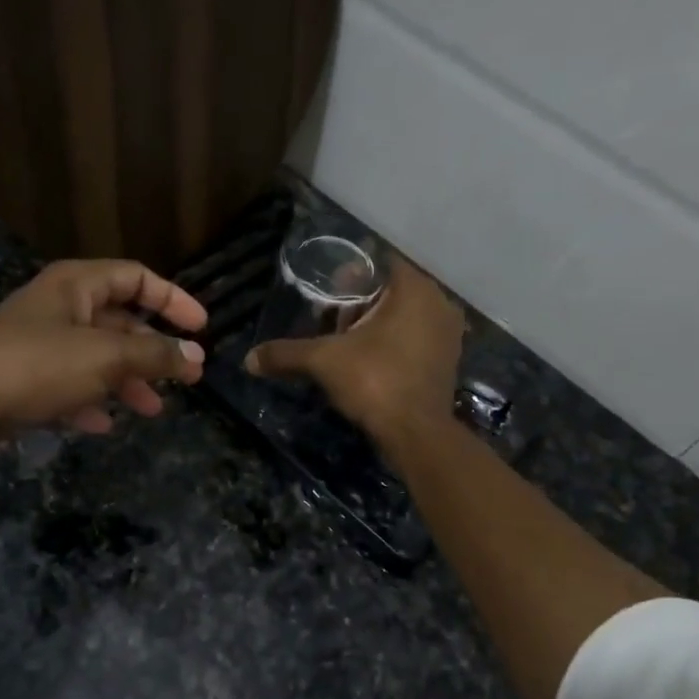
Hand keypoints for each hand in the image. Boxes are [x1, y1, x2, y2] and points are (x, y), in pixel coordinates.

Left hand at [0, 259, 207, 456]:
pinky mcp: (23, 382)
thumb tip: (195, 357)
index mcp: (76, 286)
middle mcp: (58, 308)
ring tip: (153, 409)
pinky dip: (90, 402)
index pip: (136, 277)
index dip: (173, 299)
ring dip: (127, 382)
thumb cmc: (35, 367)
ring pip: (96, 358)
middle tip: (187, 378)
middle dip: (153, 350)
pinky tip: (102, 425)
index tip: (201, 328)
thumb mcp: (105, 358)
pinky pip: (69, 387)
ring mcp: (38, 346)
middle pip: (118, 322)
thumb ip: (154, 356)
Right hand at [244, 256, 462, 439]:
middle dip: (360, 305)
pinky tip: (369, 364)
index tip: (327, 295)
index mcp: (415, 289)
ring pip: (404, 317)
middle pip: (390, 291)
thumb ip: (286, 354)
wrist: (417, 434)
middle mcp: (439, 304)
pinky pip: (415, 340)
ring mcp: (449, 334)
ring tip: (347, 346)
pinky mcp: (448, 362)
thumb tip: (249, 359)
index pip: (379, 264)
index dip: (349, 277)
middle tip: (332, 324)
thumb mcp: (323, 361)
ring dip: (376, 326)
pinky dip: (393, 345)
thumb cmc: (375, 381)